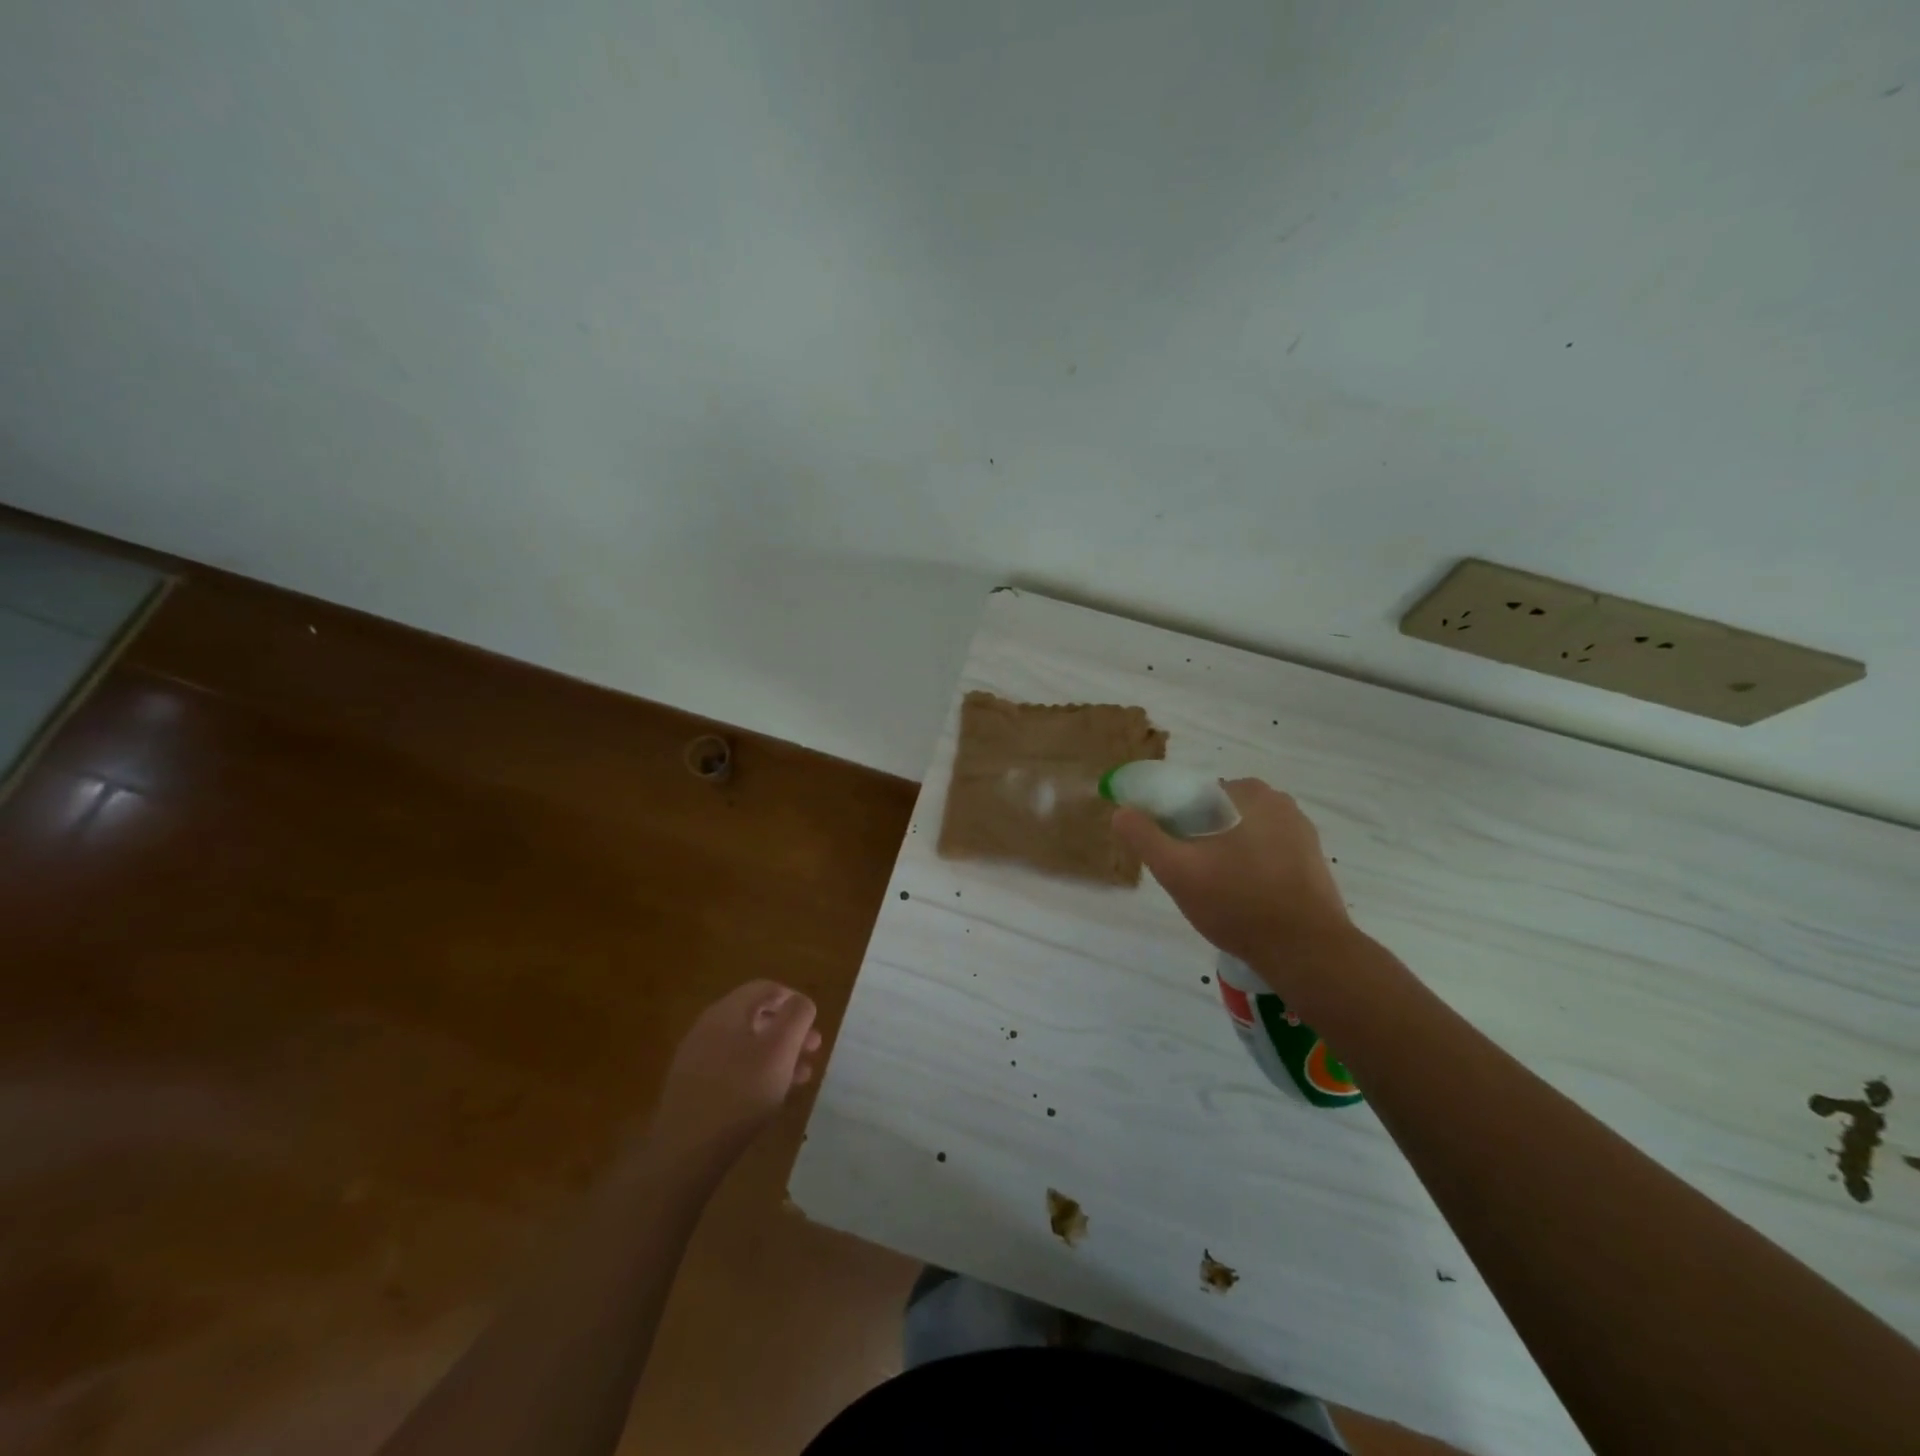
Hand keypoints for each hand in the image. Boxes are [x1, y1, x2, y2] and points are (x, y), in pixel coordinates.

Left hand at [649, 981, 822, 1163]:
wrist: (686, 1150)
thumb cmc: (741, 1091)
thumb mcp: (781, 1049)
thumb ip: (797, 1017)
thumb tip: (801, 1002)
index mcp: (727, 1011)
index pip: (765, 988)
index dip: (794, 999)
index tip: (813, 1021)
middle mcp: (709, 1027)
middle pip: (756, 1017)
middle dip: (789, 1030)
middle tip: (813, 1050)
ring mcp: (697, 1058)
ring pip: (747, 1045)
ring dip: (778, 1054)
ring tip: (801, 1075)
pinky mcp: (693, 1087)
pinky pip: (732, 1068)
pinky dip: (757, 1072)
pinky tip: (772, 1095)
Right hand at [1113, 778, 1351, 974]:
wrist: (1306, 952)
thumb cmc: (1237, 903)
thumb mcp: (1177, 870)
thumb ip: (1144, 837)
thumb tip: (1121, 811)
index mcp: (1248, 792)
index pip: (1194, 796)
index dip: (1174, 823)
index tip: (1171, 855)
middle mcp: (1279, 802)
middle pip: (1218, 814)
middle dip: (1200, 840)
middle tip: (1191, 877)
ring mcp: (1301, 832)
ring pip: (1242, 834)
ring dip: (1225, 854)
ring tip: (1217, 893)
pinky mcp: (1312, 860)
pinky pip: (1267, 853)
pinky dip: (1250, 868)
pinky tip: (1244, 898)